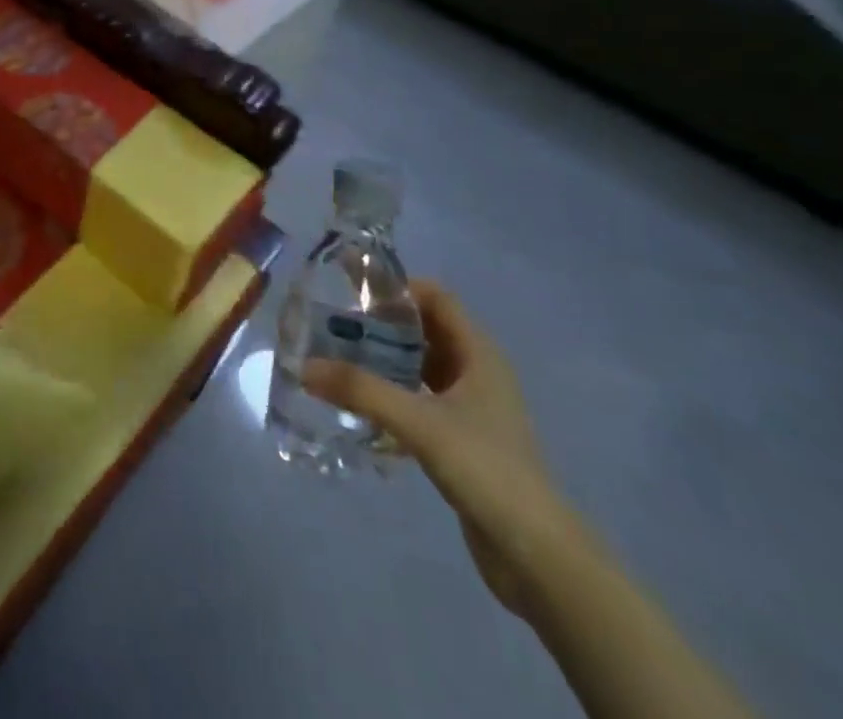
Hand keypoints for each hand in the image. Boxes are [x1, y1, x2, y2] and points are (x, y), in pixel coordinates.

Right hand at [303, 280, 579, 620]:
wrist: (538, 556)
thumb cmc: (487, 470)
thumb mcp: (419, 423)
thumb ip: (361, 390)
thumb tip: (303, 366)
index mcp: (479, 354)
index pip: (435, 297)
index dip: (396, 287)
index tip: (351, 288)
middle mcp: (477, 372)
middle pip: (424, 328)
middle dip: (381, 321)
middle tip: (332, 319)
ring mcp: (470, 407)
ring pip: (420, 364)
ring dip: (383, 356)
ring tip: (336, 354)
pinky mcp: (461, 437)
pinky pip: (418, 396)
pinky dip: (390, 389)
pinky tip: (358, 400)